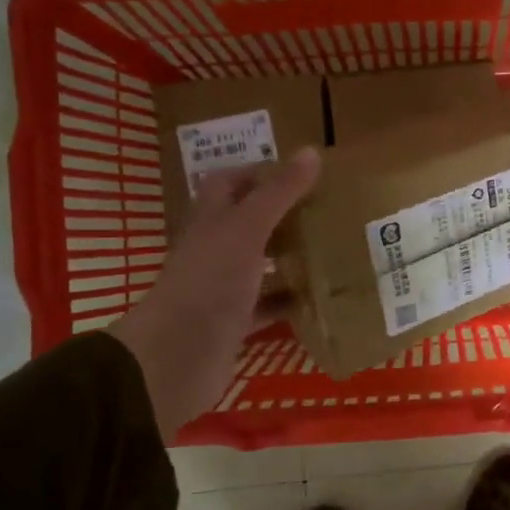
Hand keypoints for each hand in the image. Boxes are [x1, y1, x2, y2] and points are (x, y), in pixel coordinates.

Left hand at [109, 149, 319, 441]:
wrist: (177, 357)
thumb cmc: (210, 283)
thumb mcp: (248, 229)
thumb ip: (279, 193)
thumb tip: (311, 151)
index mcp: (211, 220)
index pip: (229, 182)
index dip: (260, 173)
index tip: (302, 175)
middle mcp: (214, 250)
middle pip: (248, 223)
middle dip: (284, 216)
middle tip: (327, 212)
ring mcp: (222, 288)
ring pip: (260, 265)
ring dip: (289, 259)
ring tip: (333, 251)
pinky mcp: (233, 323)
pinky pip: (266, 306)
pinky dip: (289, 302)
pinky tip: (319, 299)